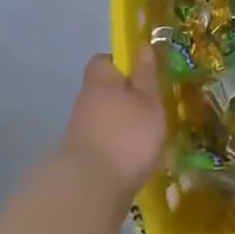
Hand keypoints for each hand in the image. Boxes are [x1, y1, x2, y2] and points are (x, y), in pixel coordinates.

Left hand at [59, 47, 165, 196]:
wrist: (92, 188)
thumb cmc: (127, 135)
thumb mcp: (148, 101)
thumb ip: (146, 74)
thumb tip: (142, 45)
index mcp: (100, 81)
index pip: (104, 61)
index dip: (122, 64)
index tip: (143, 74)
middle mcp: (86, 101)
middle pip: (104, 90)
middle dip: (125, 97)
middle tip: (153, 108)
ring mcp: (81, 130)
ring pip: (104, 117)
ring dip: (122, 124)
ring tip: (149, 137)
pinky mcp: (82, 156)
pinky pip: (103, 140)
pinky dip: (117, 145)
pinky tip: (135, 158)